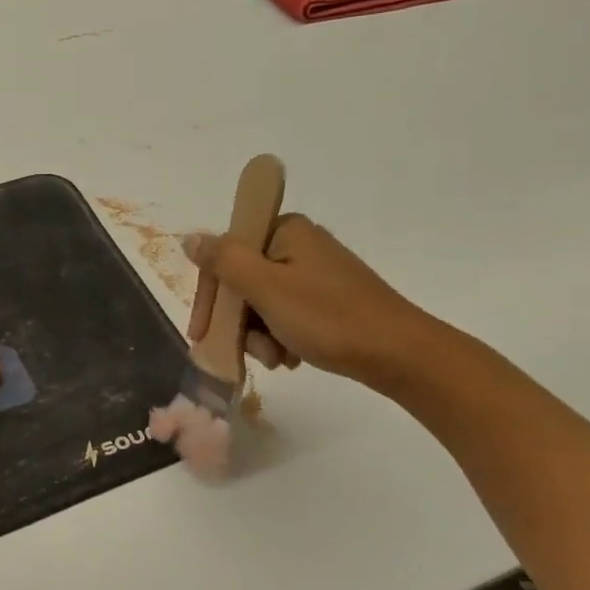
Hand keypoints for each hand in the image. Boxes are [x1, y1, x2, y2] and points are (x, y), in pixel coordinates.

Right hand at [185, 214, 442, 393]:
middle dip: (240, 323)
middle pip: (243, 283)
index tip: (202, 335)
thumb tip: (190, 238)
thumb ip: (224, 260)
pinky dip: (280, 337)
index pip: (226, 257)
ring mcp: (315, 272)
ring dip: (259, 336)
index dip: (210, 297)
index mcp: (284, 230)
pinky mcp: (328, 298)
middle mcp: (298, 244)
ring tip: (277, 359)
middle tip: (248, 353)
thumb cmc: (328, 318)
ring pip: (262, 303)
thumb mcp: (266, 288)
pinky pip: (286, 314)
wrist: (399, 354)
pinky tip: (291, 358)